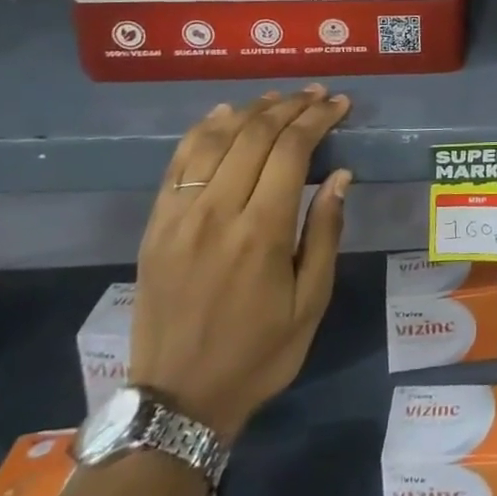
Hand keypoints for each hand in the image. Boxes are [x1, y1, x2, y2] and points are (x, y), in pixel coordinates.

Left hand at [130, 86, 352, 442]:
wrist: (177, 400)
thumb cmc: (258, 353)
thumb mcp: (311, 302)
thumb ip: (325, 232)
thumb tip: (340, 175)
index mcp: (260, 232)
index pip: (291, 150)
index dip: (318, 119)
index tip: (339, 104)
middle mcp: (216, 212)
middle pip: (254, 135)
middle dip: (290, 106)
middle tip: (317, 95)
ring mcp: (179, 216)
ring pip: (215, 139)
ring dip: (250, 110)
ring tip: (278, 98)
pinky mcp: (156, 225)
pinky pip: (178, 162)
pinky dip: (203, 130)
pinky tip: (223, 115)